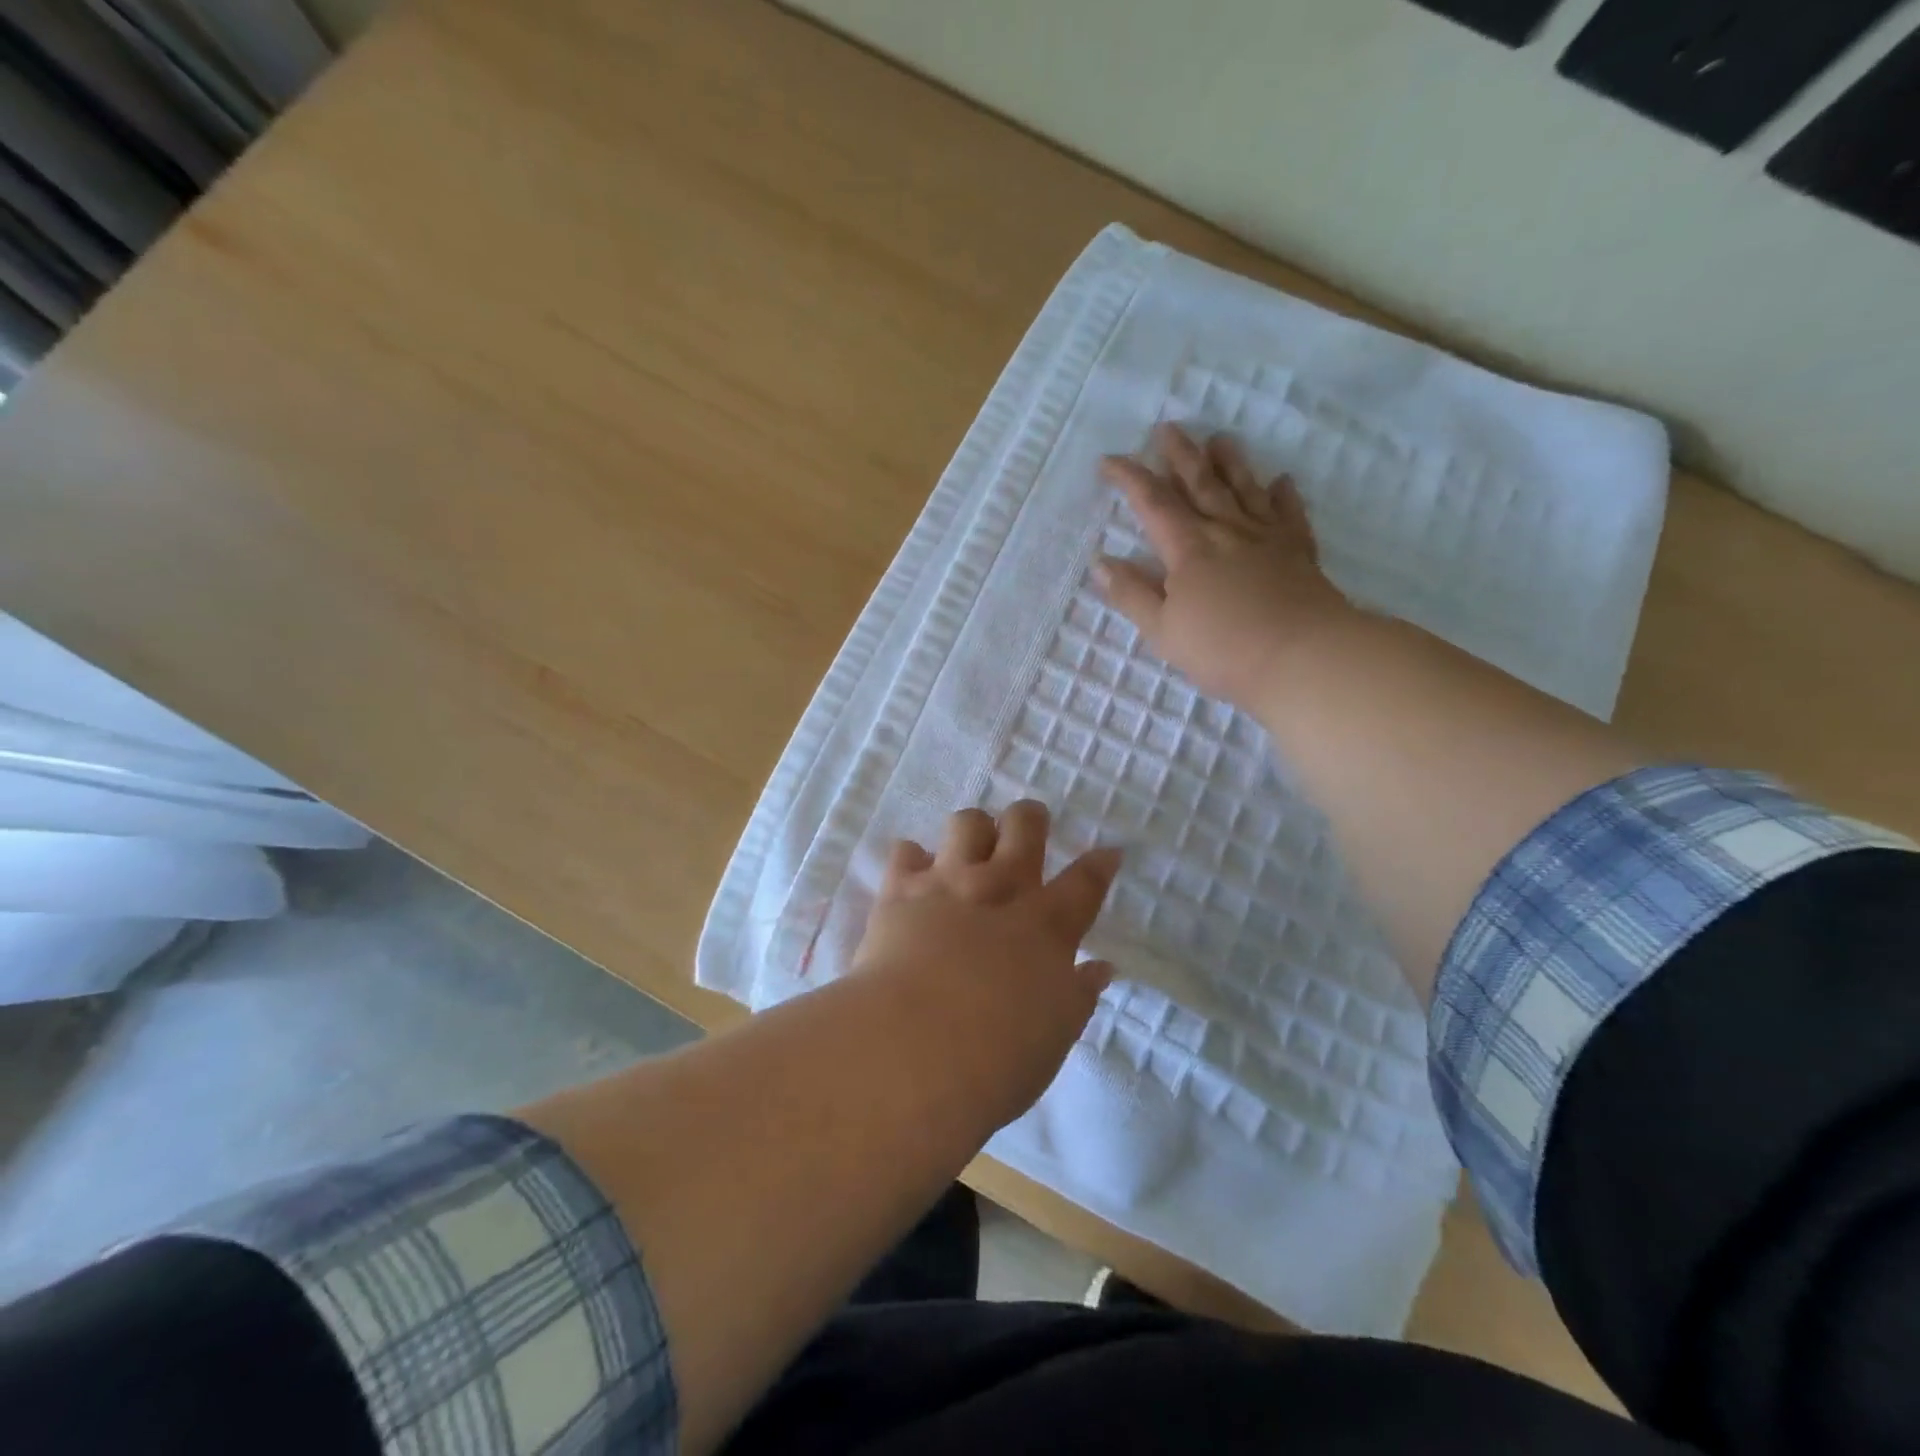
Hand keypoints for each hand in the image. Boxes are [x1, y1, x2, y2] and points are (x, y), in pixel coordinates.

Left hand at [852, 801, 1121, 1127]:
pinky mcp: (900, 891)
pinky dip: (912, 859)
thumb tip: (1100, 969)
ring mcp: (948, 883)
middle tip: (1027, 831)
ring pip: (967, 822)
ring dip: (973, 830)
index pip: (1085, 882)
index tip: (1109, 852)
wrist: (915, 1048)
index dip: (1100, 864)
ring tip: (968, 851)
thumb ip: (1077, 995)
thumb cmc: (997, 1058)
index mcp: (1047, 927)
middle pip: (1024, 826)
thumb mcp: (1054, 1034)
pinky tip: (913, 875)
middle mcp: (1000, 890)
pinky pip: (905, 852)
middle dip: (1030, 819)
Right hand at [1096, 423, 1353, 711]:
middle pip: (1200, 484)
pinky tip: (1281, 481)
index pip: (1152, 503)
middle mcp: (1227, 531)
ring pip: (1244, 490)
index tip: (1109, 460)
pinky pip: (1289, 514)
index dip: (1129, 478)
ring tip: (1220, 439)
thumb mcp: (1163, 630)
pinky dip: (1284, 495)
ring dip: (1230, 463)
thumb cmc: (1223, 649)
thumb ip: (1132, 594)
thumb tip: (1101, 563)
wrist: (1303, 656)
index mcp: (1188, 549)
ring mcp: (1267, 538)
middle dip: (1180, 455)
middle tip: (1168, 428)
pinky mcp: (1299, 552)